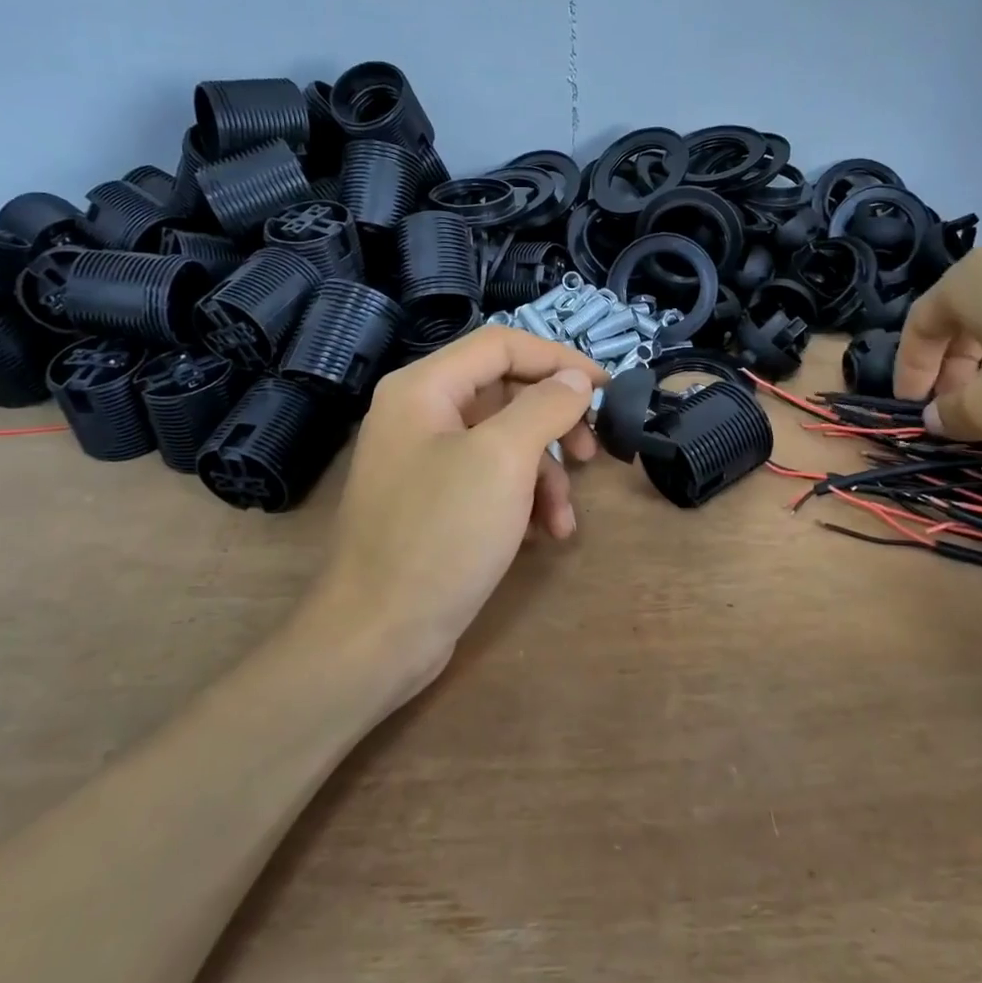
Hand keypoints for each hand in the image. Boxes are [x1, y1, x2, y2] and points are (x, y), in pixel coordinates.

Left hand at [308, 327, 606, 698]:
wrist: (376, 637)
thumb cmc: (440, 535)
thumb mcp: (503, 460)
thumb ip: (544, 407)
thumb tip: (576, 378)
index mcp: (423, 388)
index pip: (502, 345)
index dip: (558, 358)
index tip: (605, 386)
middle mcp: (419, 414)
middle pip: (505, 393)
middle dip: (554, 424)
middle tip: (590, 453)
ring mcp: (424, 461)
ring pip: (503, 442)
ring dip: (544, 475)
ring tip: (564, 519)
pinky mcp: (434, 503)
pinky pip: (489, 480)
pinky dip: (522, 501)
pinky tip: (544, 536)